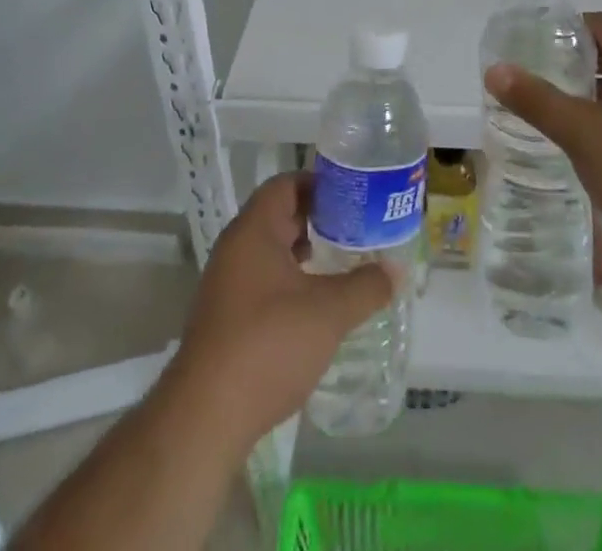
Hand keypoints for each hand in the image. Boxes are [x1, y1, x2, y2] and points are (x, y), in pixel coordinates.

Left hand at [164, 172, 393, 454]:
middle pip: (279, 215)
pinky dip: (291, 281)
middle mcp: (235, 248)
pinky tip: (317, 304)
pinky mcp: (226, 318)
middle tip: (357, 227)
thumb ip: (365, 286)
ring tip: (344, 262)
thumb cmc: (268, 344)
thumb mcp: (328, 312)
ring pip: (272, 251)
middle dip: (318, 219)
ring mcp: (227, 284)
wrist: (206, 417)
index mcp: (254, 230)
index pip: (286, 184)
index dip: (319, 183)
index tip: (353, 194)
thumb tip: (396, 270)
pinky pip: (263, 281)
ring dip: (305, 253)